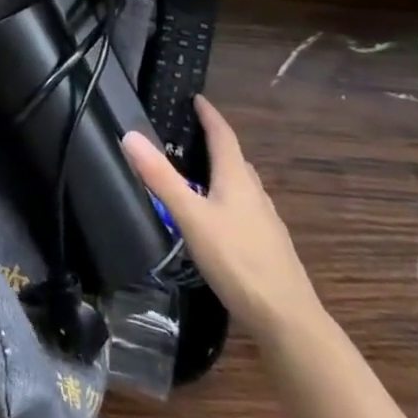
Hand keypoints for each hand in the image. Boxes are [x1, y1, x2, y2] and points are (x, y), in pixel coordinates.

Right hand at [123, 96, 320, 345]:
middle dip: (215, 143)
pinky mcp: (268, 246)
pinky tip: (218, 219)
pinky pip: (245, 209)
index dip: (209, 115)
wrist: (287, 318)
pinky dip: (228, 200)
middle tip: (190, 134)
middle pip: (235, 159)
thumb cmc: (237, 260)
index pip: (223, 136)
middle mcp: (255, 194)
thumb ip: (161, 178)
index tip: (197, 98)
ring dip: (223, 172)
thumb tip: (130, 134)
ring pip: (242, 186)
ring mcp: (265, 221)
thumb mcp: (190, 217)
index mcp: (237, 179)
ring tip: (199, 173)